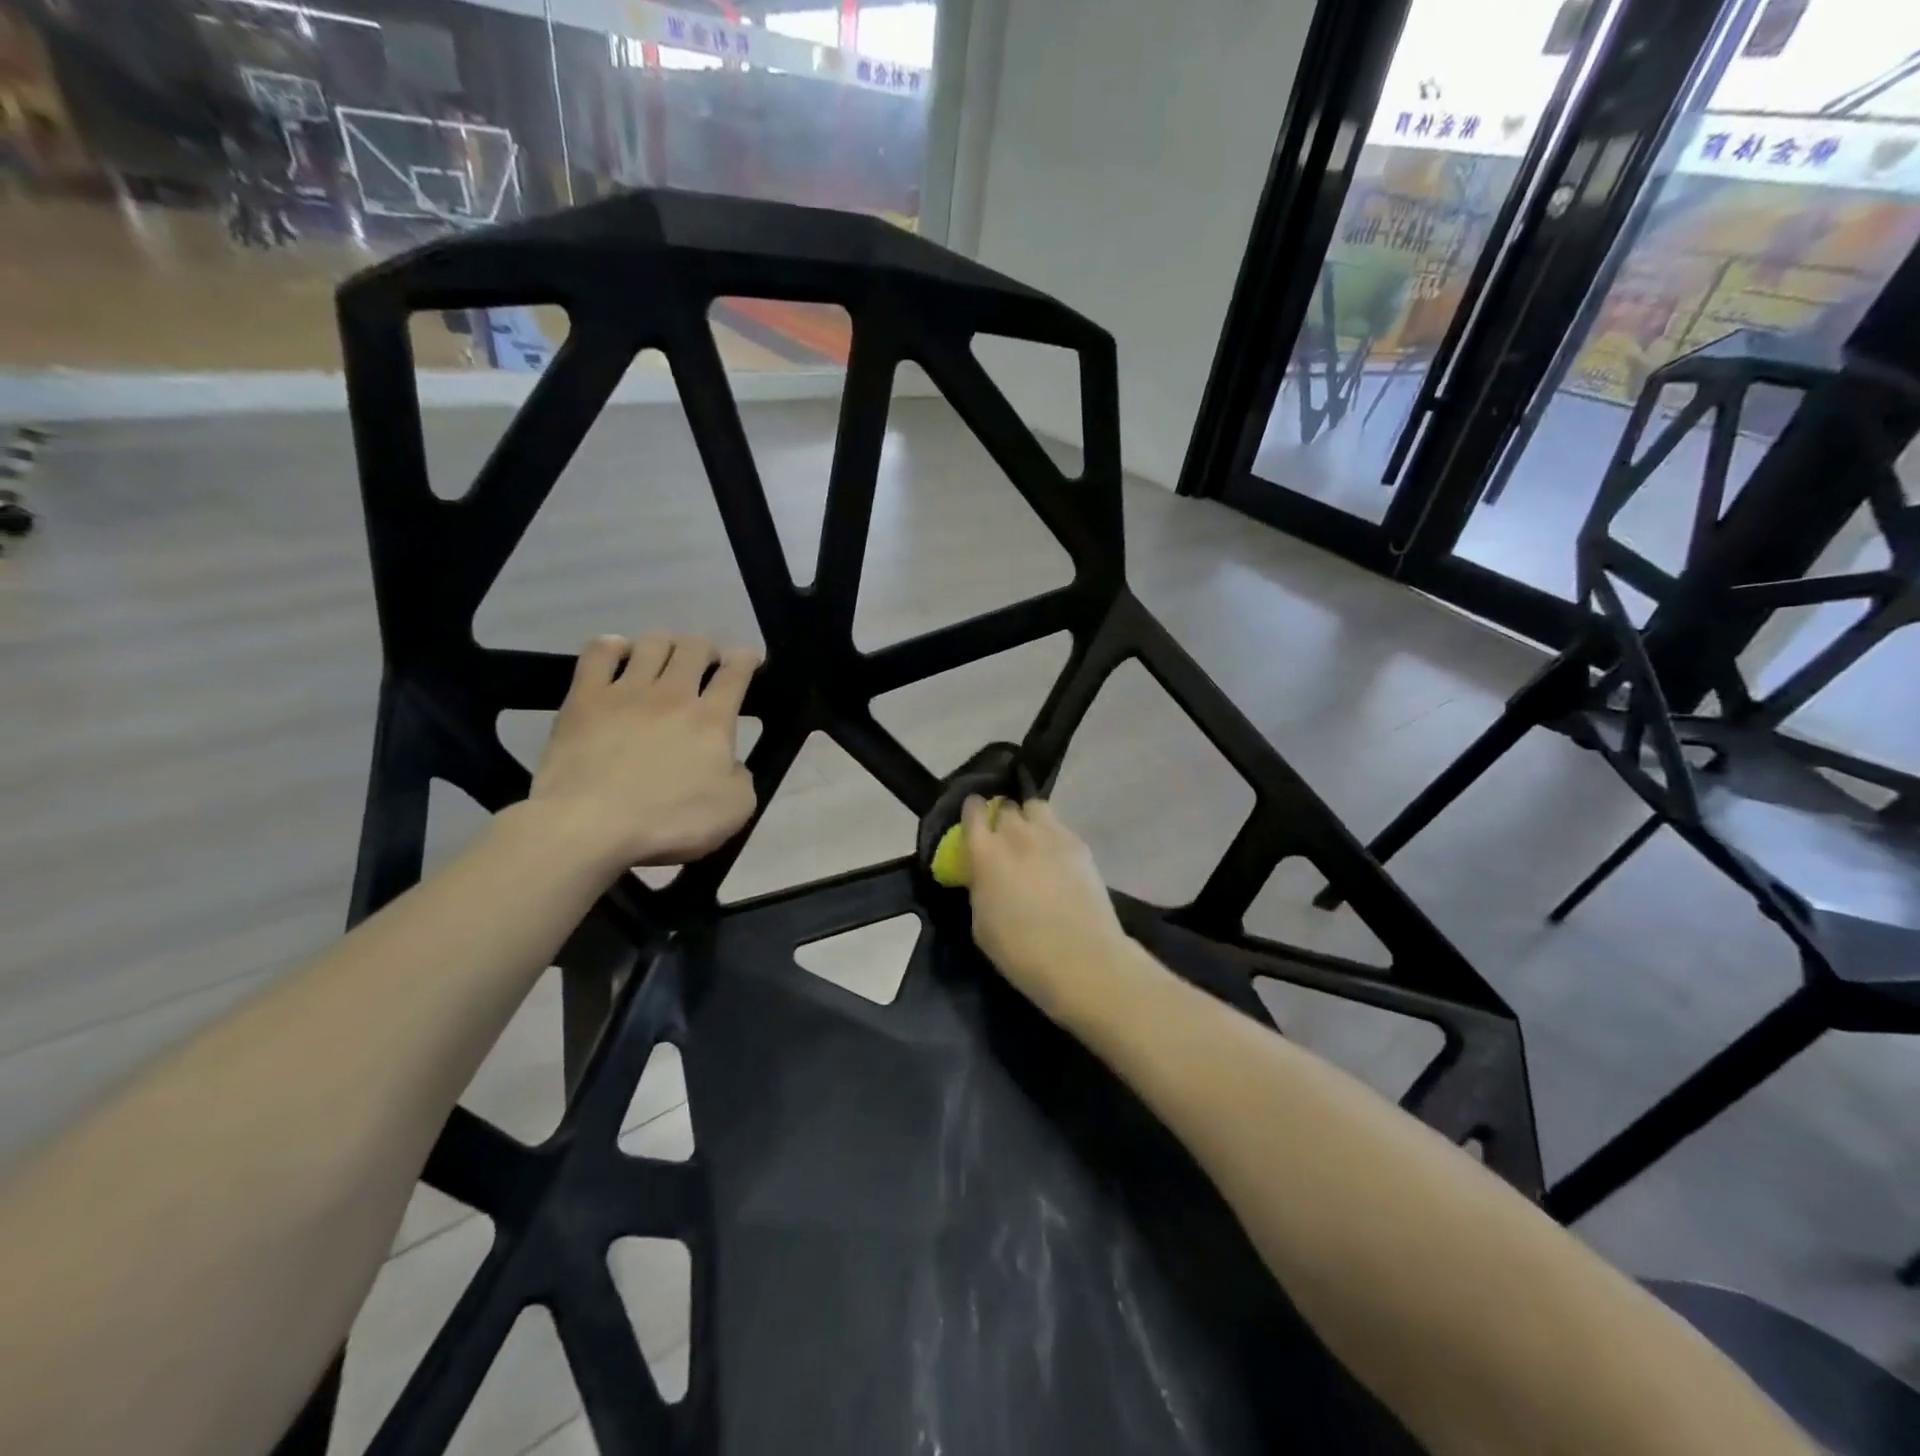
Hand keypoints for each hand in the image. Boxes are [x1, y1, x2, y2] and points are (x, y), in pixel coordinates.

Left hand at [523, 632, 758, 874]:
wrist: (589, 824)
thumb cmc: (667, 821)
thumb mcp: (734, 811)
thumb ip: (742, 779)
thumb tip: (730, 764)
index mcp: (712, 719)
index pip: (736, 672)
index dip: (746, 660)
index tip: (747, 660)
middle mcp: (674, 693)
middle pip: (694, 648)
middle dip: (706, 649)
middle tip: (705, 664)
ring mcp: (627, 691)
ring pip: (652, 643)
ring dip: (665, 644)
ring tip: (664, 658)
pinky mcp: (585, 697)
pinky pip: (600, 652)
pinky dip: (613, 646)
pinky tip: (618, 653)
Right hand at [961, 796, 1129, 1023]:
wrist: (1081, 958)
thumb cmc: (1020, 951)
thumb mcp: (981, 924)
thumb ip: (979, 888)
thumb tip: (984, 876)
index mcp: (985, 853)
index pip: (973, 811)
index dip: (972, 813)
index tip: (974, 822)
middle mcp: (1016, 834)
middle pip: (1006, 807)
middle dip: (1002, 819)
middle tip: (1004, 840)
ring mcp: (1052, 835)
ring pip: (1035, 807)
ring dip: (1029, 818)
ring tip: (1032, 840)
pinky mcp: (1080, 844)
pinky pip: (1060, 826)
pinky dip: (1053, 835)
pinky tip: (1057, 858)